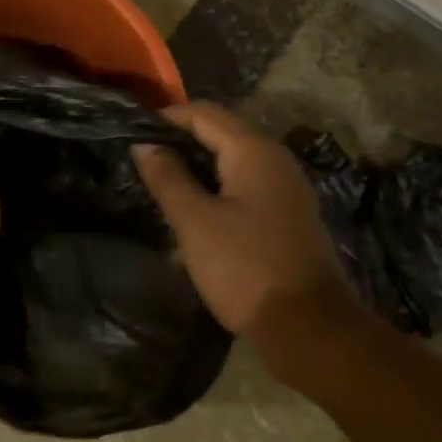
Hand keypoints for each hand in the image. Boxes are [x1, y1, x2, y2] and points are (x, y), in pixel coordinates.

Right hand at [134, 101, 353, 342]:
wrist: (309, 328)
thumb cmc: (245, 268)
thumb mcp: (194, 221)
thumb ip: (167, 177)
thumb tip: (144, 145)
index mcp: (254, 152)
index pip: (204, 113)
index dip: (166, 118)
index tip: (131, 135)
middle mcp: (275, 160)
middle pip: (220, 134)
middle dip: (179, 144)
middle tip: (142, 164)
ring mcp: (286, 189)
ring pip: (231, 163)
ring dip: (196, 171)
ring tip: (160, 190)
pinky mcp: (287, 216)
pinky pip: (245, 188)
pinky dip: (216, 192)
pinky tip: (193, 217)